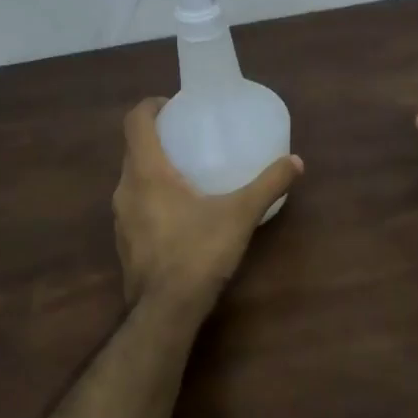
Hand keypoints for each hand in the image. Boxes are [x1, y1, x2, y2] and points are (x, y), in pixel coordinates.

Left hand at [112, 98, 302, 312]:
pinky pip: (135, 205)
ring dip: (153, 168)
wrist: (164, 312)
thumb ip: (268, 185)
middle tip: (188, 137)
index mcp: (147, 172)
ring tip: (186, 173)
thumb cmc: (197, 253)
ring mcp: (121, 218)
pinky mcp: (125, 242)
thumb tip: (296, 162)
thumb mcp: (239, 215)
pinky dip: (152, 197)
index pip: (135, 122)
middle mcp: (126, 189)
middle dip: (157, 137)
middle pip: (134, 149)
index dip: (151, 106)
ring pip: (133, 179)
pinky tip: (180, 213)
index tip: (174, 105)